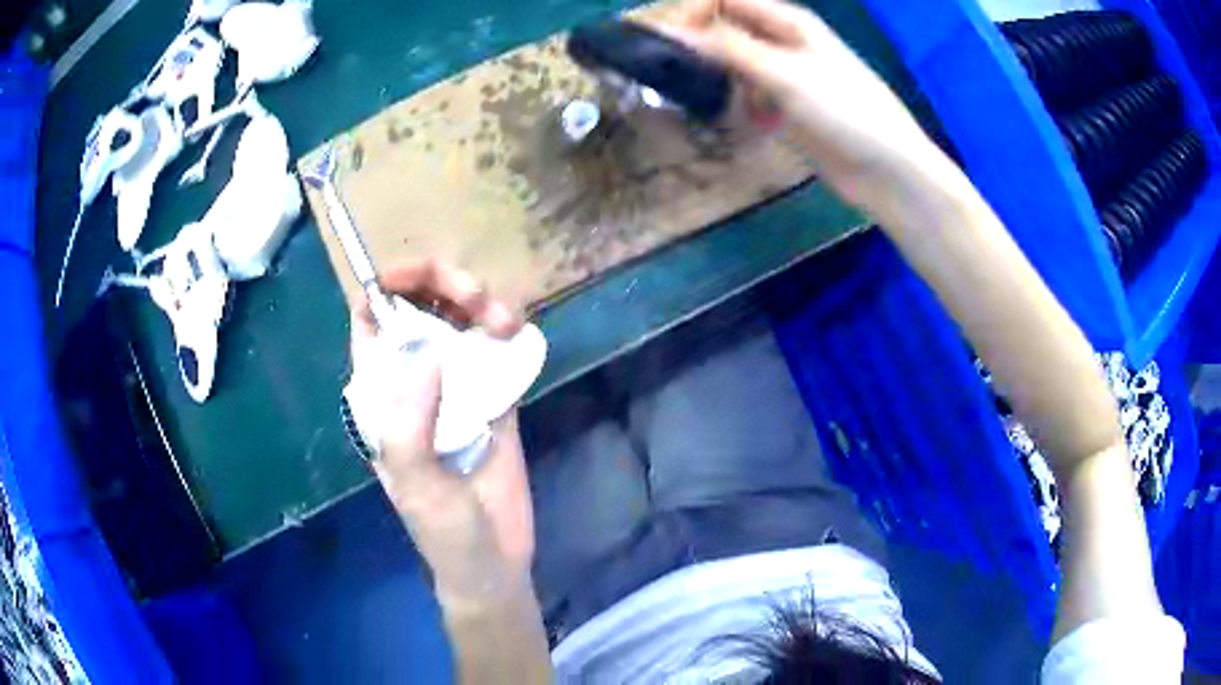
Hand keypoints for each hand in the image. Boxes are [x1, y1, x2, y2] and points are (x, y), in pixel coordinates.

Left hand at [349, 260, 535, 605]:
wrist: (494, 562)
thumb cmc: (443, 529)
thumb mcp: (415, 483)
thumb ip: (409, 421)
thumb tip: (427, 350)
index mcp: (382, 395)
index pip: (372, 323)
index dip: (387, 287)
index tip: (420, 273)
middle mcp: (415, 381)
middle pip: (421, 308)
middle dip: (445, 286)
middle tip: (478, 298)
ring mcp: (457, 386)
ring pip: (461, 320)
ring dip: (482, 303)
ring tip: (506, 321)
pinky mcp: (496, 396)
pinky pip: (497, 348)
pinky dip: (508, 329)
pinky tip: (518, 334)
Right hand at [657, 0, 939, 204]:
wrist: (888, 171)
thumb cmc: (845, 112)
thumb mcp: (785, 75)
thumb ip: (729, 50)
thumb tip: (673, 33)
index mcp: (789, 21)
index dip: (692, 12)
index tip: (664, 42)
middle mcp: (785, 41)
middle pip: (728, 27)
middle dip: (698, 42)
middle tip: (665, 69)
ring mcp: (788, 75)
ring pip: (737, 62)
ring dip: (718, 74)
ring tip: (700, 96)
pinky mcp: (790, 108)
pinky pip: (751, 93)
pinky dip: (740, 102)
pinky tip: (747, 121)